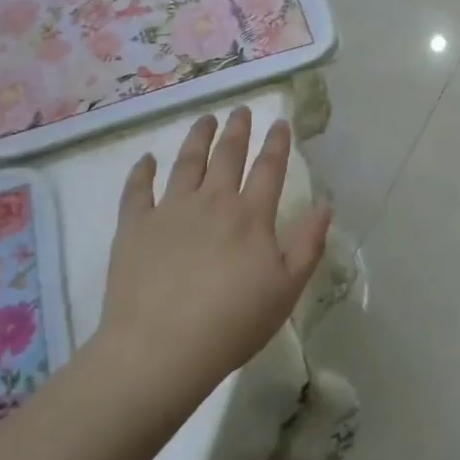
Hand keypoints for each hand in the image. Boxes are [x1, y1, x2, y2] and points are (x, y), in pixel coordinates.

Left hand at [97, 107, 330, 398]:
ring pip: (186, 163)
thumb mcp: (287, 288)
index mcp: (251, 216)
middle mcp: (212, 201)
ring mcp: (170, 211)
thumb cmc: (233, 323)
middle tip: (240, 110)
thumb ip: (308, 244)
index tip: (280, 122)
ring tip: (205, 119)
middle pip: (227, 155)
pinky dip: (142, 171)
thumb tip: (325, 205)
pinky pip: (137, 190)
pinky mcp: (134, 227)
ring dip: (197, 138)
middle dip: (237, 129)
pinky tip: (146, 160)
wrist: (161, 349)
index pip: (269, 168)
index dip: (276, 143)